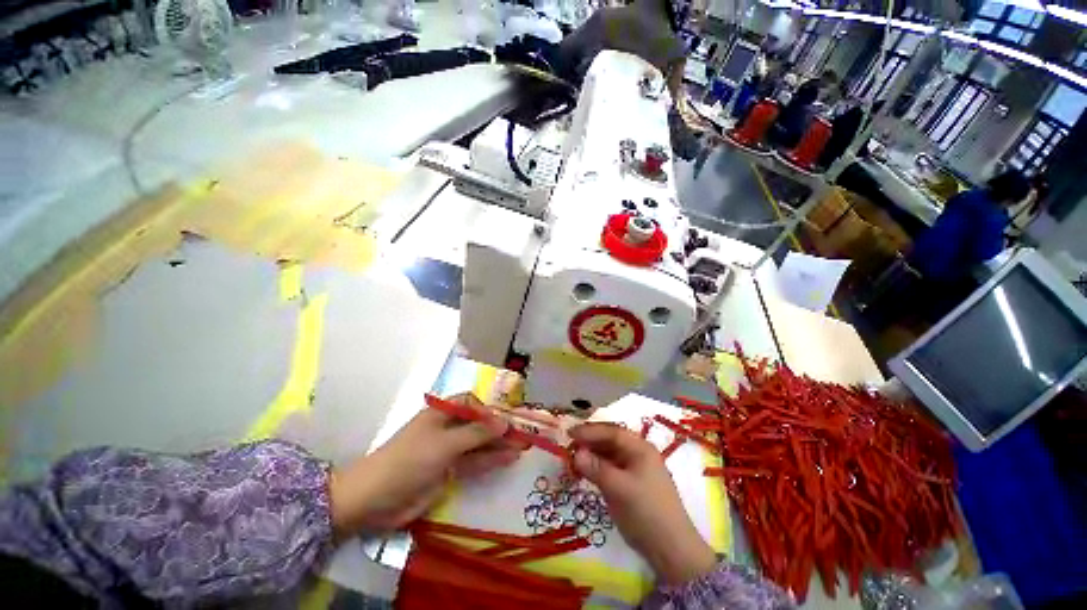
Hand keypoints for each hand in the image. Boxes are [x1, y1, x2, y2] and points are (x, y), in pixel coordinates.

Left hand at [329, 394, 523, 536]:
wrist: (374, 501)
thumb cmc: (408, 461)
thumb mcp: (444, 444)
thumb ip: (476, 433)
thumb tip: (504, 422)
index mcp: (441, 414)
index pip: (471, 403)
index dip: (490, 409)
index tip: (508, 418)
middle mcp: (446, 429)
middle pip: (478, 424)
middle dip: (499, 428)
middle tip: (524, 433)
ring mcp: (448, 451)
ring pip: (478, 444)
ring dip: (499, 445)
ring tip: (523, 447)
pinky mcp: (448, 472)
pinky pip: (474, 462)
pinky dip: (490, 460)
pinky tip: (508, 459)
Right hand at [569, 423, 716, 584]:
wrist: (671, 550)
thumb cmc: (646, 512)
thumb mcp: (619, 488)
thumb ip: (596, 468)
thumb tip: (575, 453)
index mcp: (640, 448)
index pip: (612, 432)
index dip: (590, 431)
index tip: (570, 433)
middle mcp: (638, 454)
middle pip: (610, 441)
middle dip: (589, 441)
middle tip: (568, 444)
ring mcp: (634, 470)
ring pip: (608, 455)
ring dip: (591, 455)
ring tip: (572, 458)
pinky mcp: (630, 485)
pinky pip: (610, 469)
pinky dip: (596, 468)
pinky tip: (584, 471)